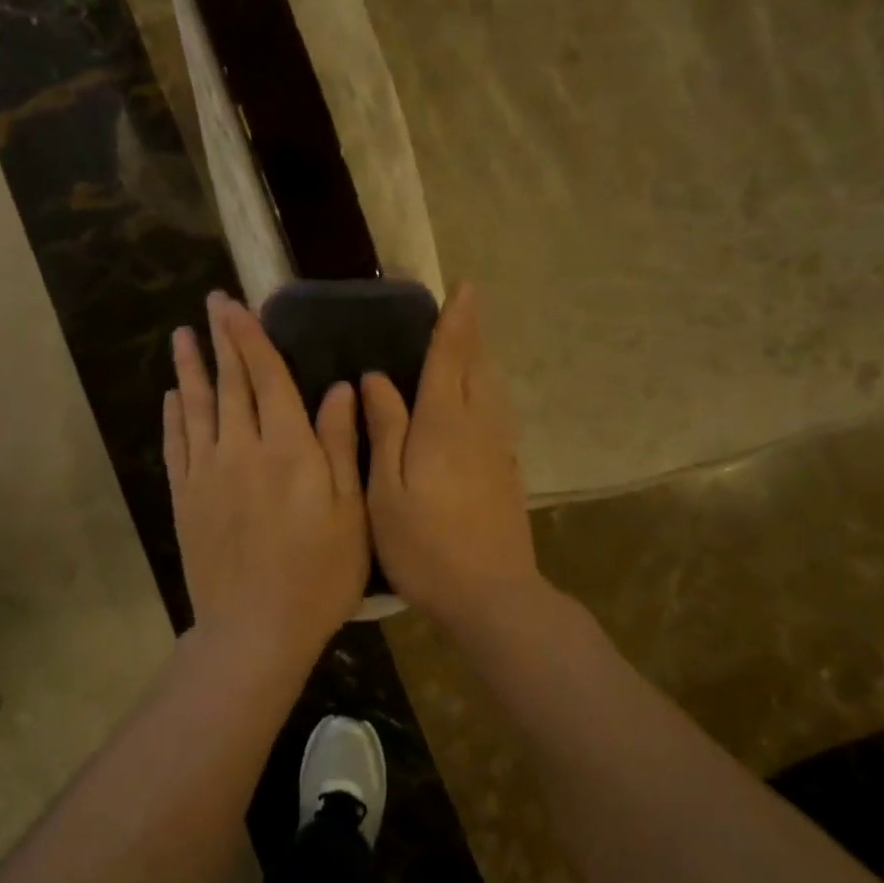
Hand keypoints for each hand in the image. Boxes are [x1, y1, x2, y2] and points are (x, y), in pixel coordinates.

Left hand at [165, 292, 368, 656]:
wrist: (255, 630)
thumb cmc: (319, 574)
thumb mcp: (350, 511)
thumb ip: (341, 445)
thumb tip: (340, 388)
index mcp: (288, 448)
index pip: (267, 378)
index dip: (252, 338)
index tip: (238, 305)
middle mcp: (241, 449)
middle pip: (230, 384)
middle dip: (221, 340)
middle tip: (211, 304)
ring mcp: (207, 474)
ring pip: (196, 408)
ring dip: (191, 369)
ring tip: (182, 336)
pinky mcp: (186, 499)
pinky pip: (177, 445)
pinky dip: (174, 416)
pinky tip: (172, 398)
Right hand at [361, 283, 543, 626]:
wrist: (490, 595)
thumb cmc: (425, 544)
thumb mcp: (386, 489)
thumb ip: (384, 429)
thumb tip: (376, 379)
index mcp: (445, 424)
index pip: (451, 358)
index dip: (456, 322)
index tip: (466, 287)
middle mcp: (479, 427)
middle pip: (479, 368)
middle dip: (473, 335)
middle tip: (464, 310)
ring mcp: (499, 450)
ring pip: (493, 391)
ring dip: (482, 362)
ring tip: (468, 347)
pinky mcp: (507, 471)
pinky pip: (497, 414)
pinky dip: (486, 392)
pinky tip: (475, 402)